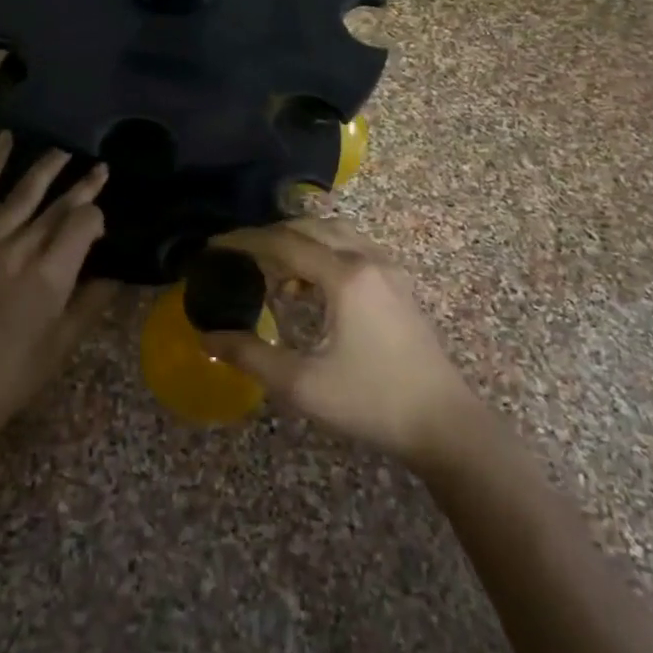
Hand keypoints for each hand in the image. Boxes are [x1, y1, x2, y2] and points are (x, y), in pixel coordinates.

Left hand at [0, 133, 111, 444]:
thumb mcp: (62, 345)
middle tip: (100, 166)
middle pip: (57, 206)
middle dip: (82, 185)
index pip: (83, 225)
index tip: (102, 222)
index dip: (97, 216)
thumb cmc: (10, 377)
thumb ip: (90, 302)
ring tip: (63, 150)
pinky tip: (5, 141)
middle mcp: (20, 250)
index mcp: (51, 276)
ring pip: (22, 193)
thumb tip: (114, 272)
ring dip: (46, 168)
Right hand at [204, 218, 475, 464]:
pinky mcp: (398, 284)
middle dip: (269, 235)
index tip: (214, 245)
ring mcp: (388, 269)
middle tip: (238, 255)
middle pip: (309, 228)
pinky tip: (310, 286)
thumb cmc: (371, 402)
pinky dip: (323, 252)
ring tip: (271, 269)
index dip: (245, 241)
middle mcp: (367, 260)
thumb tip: (208, 337)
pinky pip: (353, 248)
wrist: (444, 424)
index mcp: (345, 276)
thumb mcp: (303, 385)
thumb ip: (251, 355)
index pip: (284, 243)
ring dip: (299, 241)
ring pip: (334, 233)